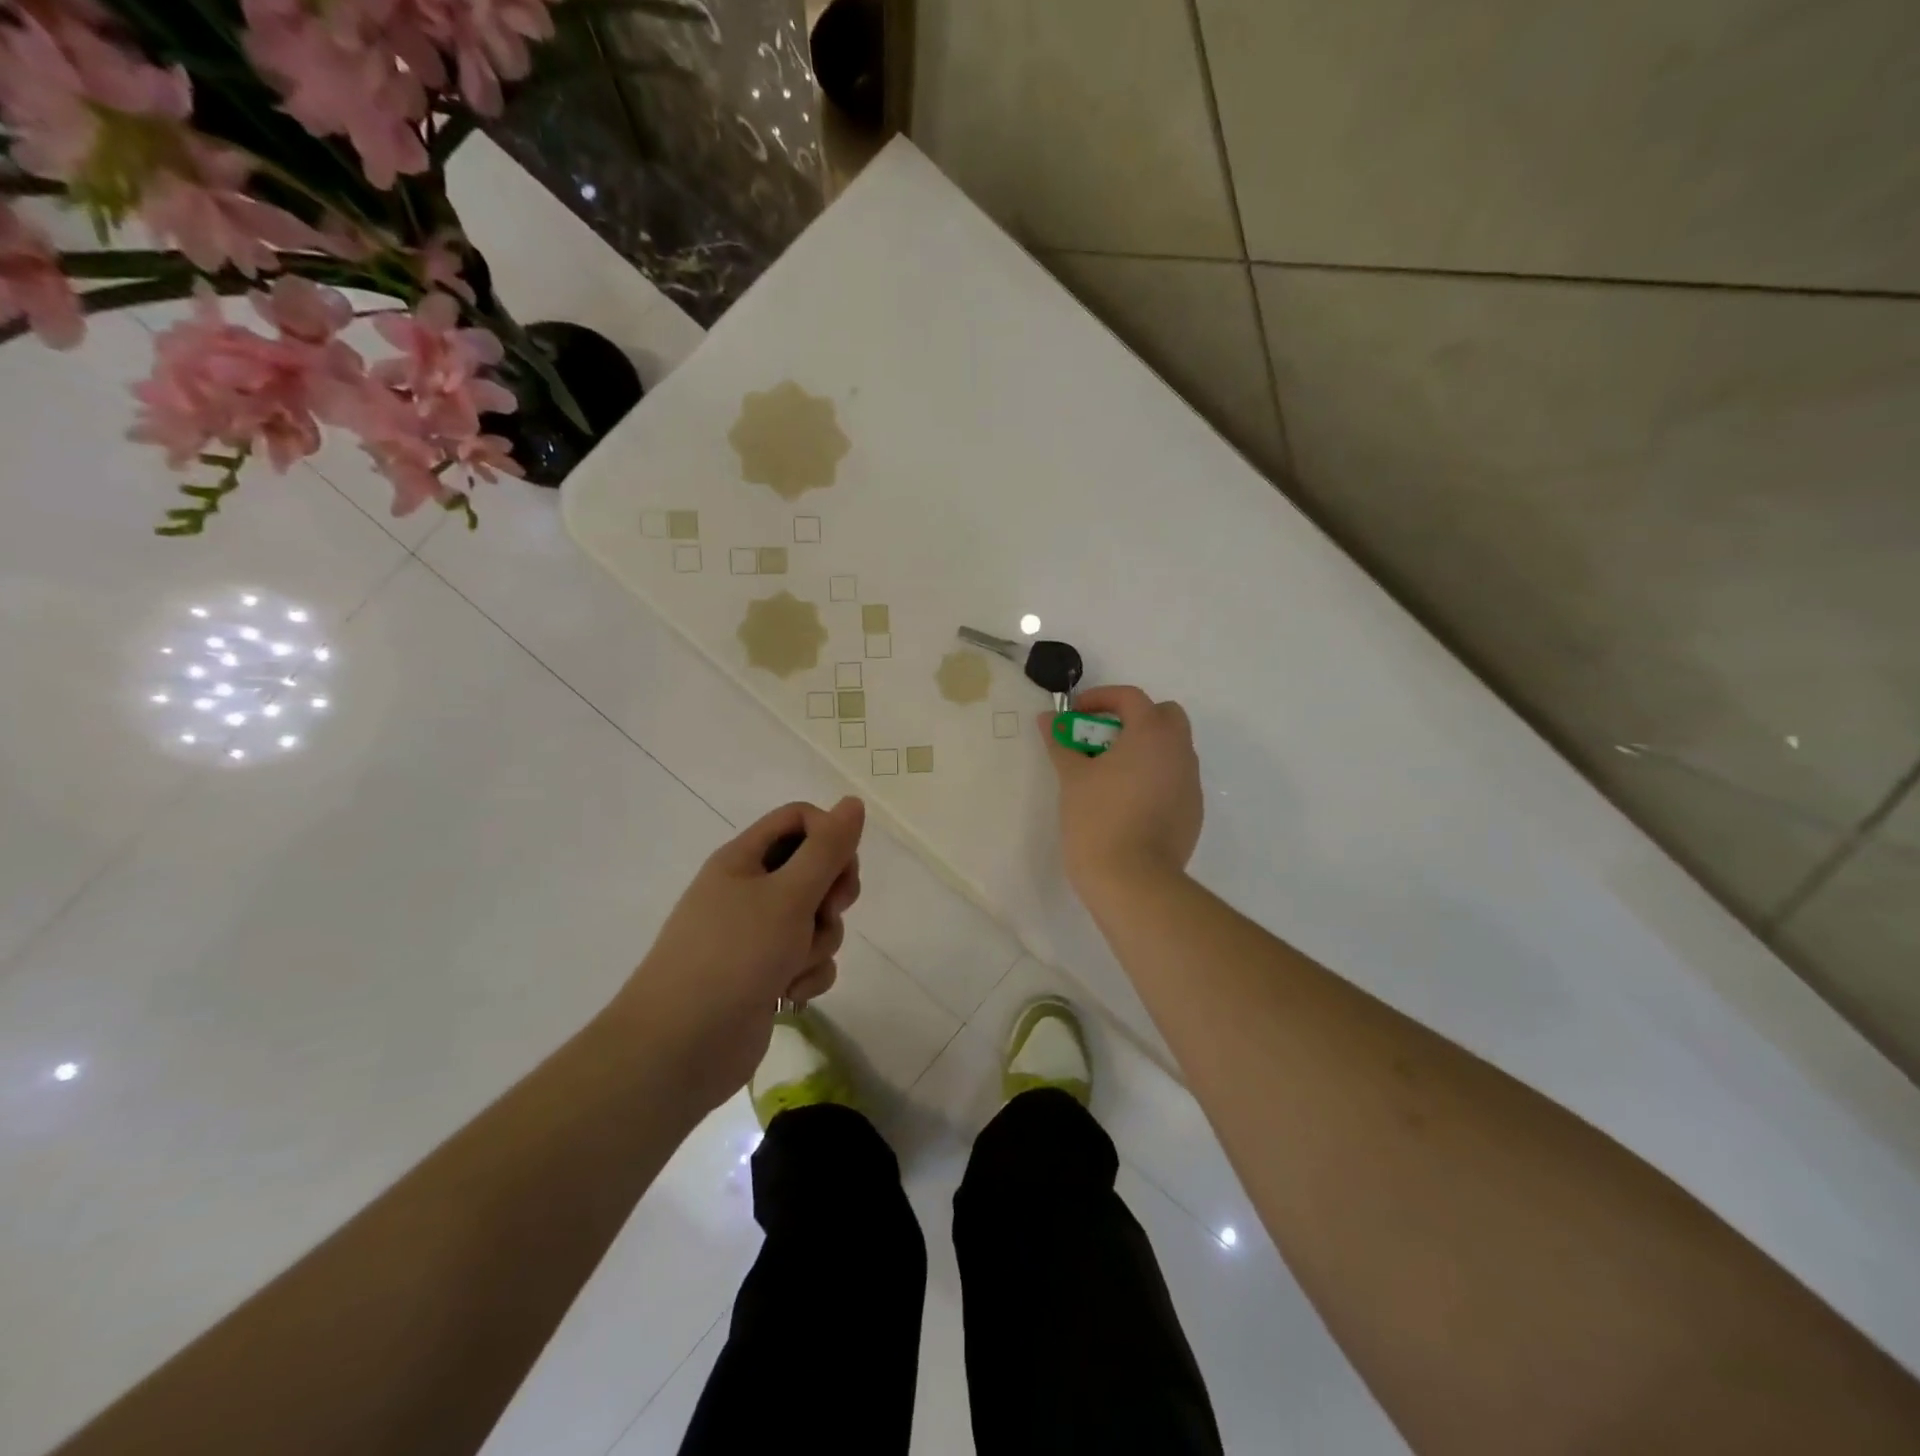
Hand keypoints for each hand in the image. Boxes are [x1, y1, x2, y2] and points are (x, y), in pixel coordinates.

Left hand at [616, 797, 864, 1114]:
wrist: (679, 1048)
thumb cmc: (733, 957)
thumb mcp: (788, 895)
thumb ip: (827, 849)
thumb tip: (853, 802)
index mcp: (744, 859)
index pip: (800, 820)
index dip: (829, 837)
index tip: (840, 869)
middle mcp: (749, 891)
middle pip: (815, 870)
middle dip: (831, 895)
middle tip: (826, 913)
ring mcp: (756, 935)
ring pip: (816, 919)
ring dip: (818, 943)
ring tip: (792, 967)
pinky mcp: (766, 974)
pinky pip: (808, 959)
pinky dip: (807, 975)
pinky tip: (788, 996)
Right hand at [1041, 685, 1202, 897]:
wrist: (1133, 880)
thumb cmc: (1098, 819)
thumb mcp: (1072, 778)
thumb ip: (1061, 742)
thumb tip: (1047, 718)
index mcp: (1152, 734)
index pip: (1131, 697)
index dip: (1101, 699)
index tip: (1076, 715)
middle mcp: (1179, 751)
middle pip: (1164, 716)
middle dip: (1134, 719)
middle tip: (1101, 739)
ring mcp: (1190, 783)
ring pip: (1172, 749)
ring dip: (1145, 749)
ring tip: (1111, 773)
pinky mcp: (1193, 811)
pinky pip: (1174, 780)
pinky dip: (1154, 777)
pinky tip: (1128, 803)